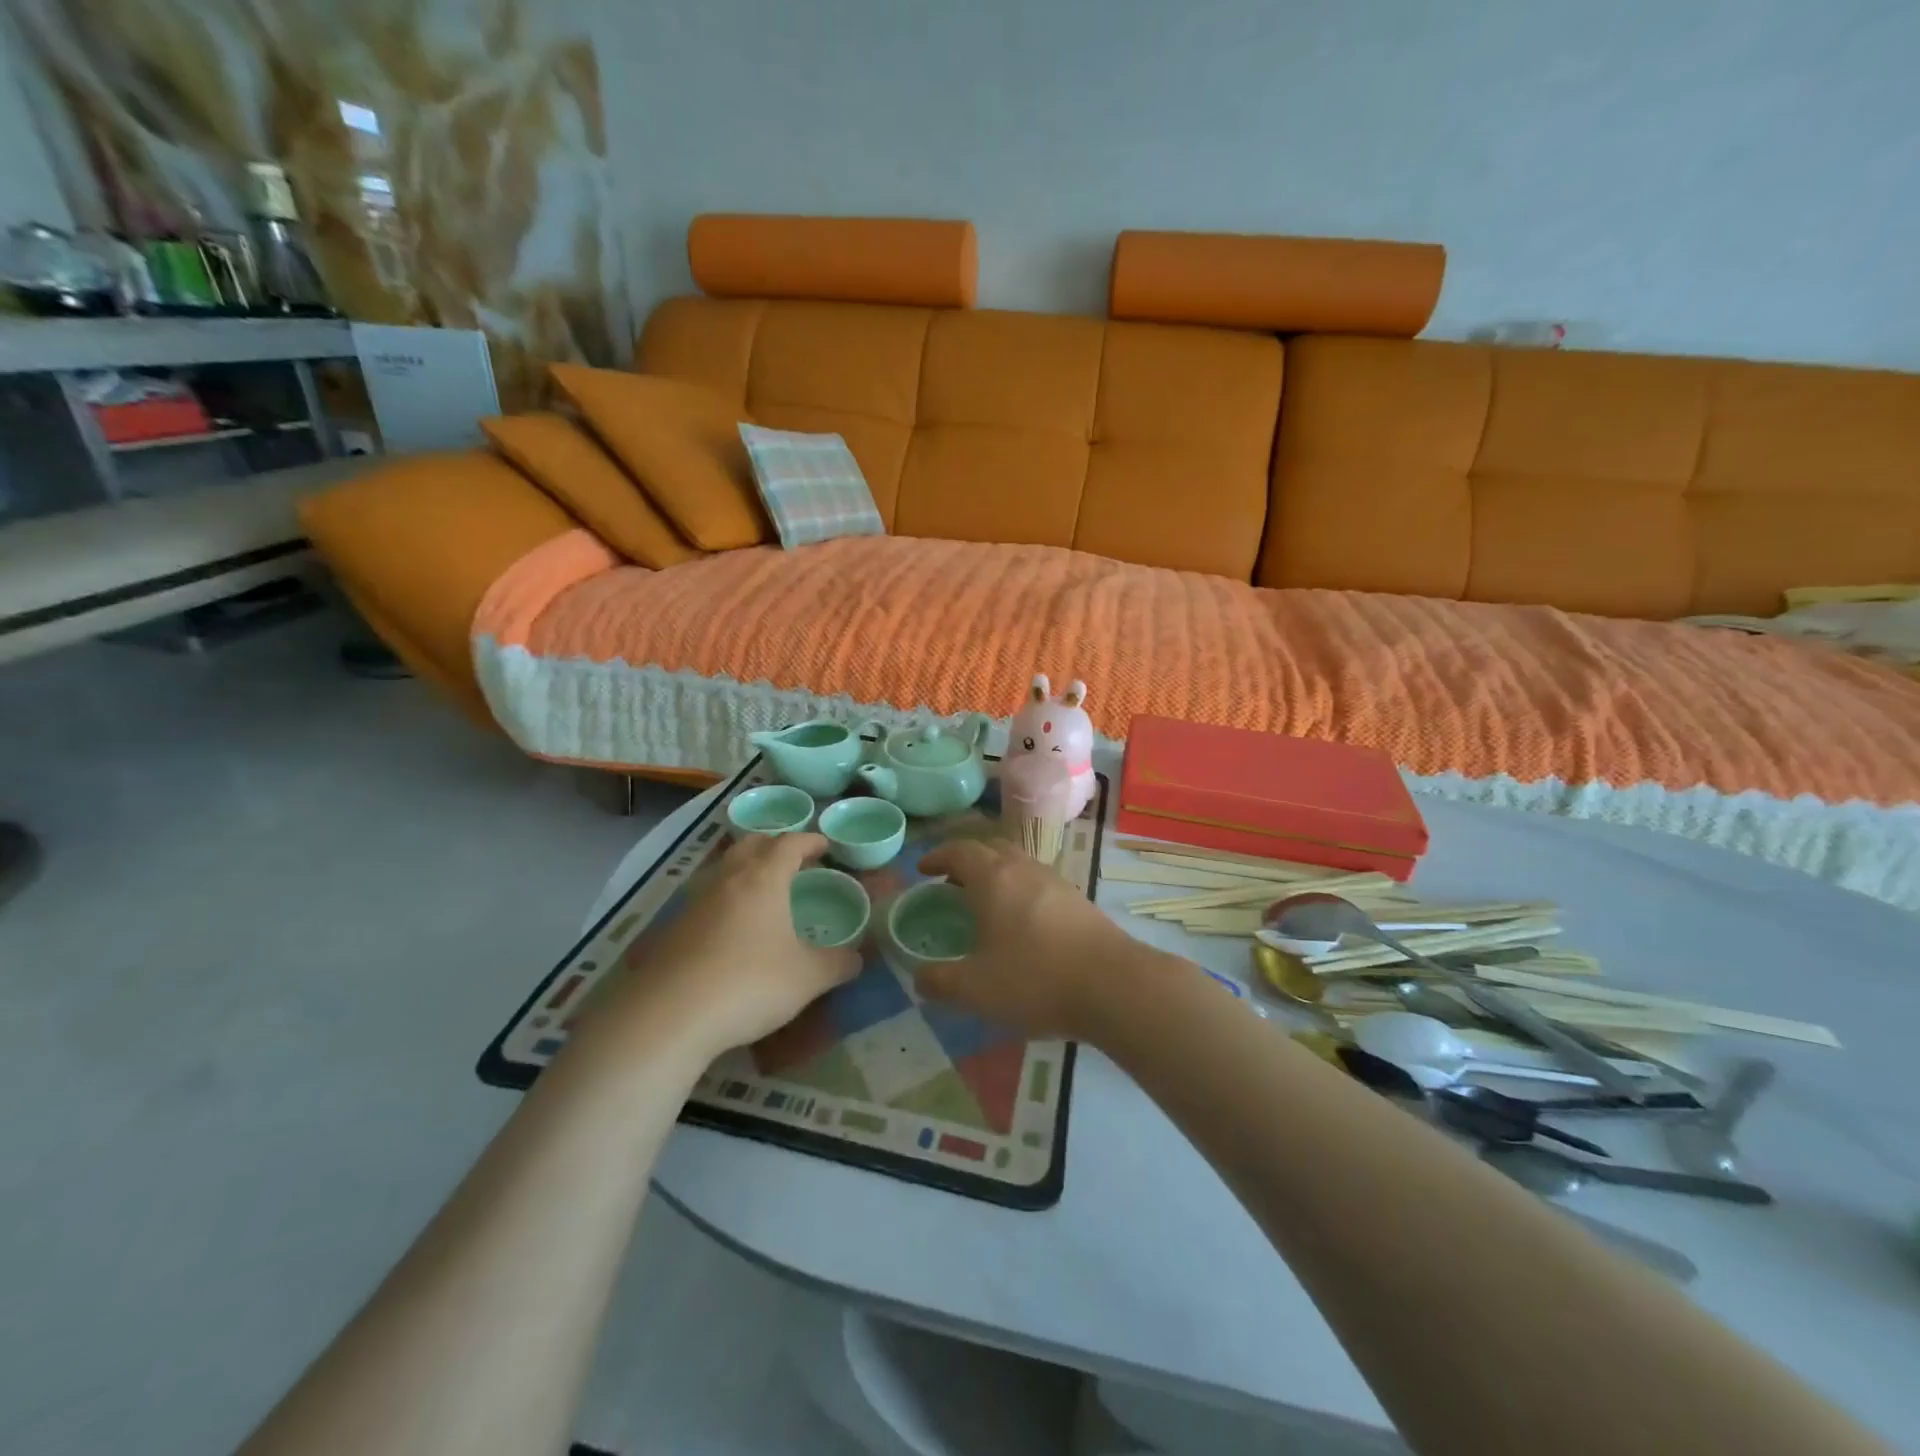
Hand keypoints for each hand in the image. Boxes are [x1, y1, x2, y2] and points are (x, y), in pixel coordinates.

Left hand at [571, 833, 860, 1066]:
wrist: (668, 1016)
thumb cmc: (749, 984)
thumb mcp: (807, 978)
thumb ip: (837, 964)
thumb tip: (858, 959)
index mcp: (763, 879)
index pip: (789, 844)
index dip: (810, 841)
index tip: (825, 845)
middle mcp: (727, 880)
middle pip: (750, 844)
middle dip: (774, 844)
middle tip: (793, 859)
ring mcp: (695, 903)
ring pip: (724, 869)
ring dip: (746, 869)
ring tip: (764, 890)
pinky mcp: (674, 929)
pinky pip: (707, 898)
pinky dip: (726, 900)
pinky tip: (733, 928)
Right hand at [913, 838, 1136, 1038]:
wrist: (1113, 985)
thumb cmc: (1035, 979)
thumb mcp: (975, 989)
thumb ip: (940, 981)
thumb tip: (919, 977)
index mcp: (994, 878)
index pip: (959, 851)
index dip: (937, 857)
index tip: (923, 870)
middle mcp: (1024, 868)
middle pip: (990, 848)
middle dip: (967, 860)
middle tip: (951, 884)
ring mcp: (1055, 881)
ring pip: (1018, 863)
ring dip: (996, 874)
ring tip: (984, 904)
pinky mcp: (1078, 899)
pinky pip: (1038, 882)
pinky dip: (1019, 890)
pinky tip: (1021, 924)